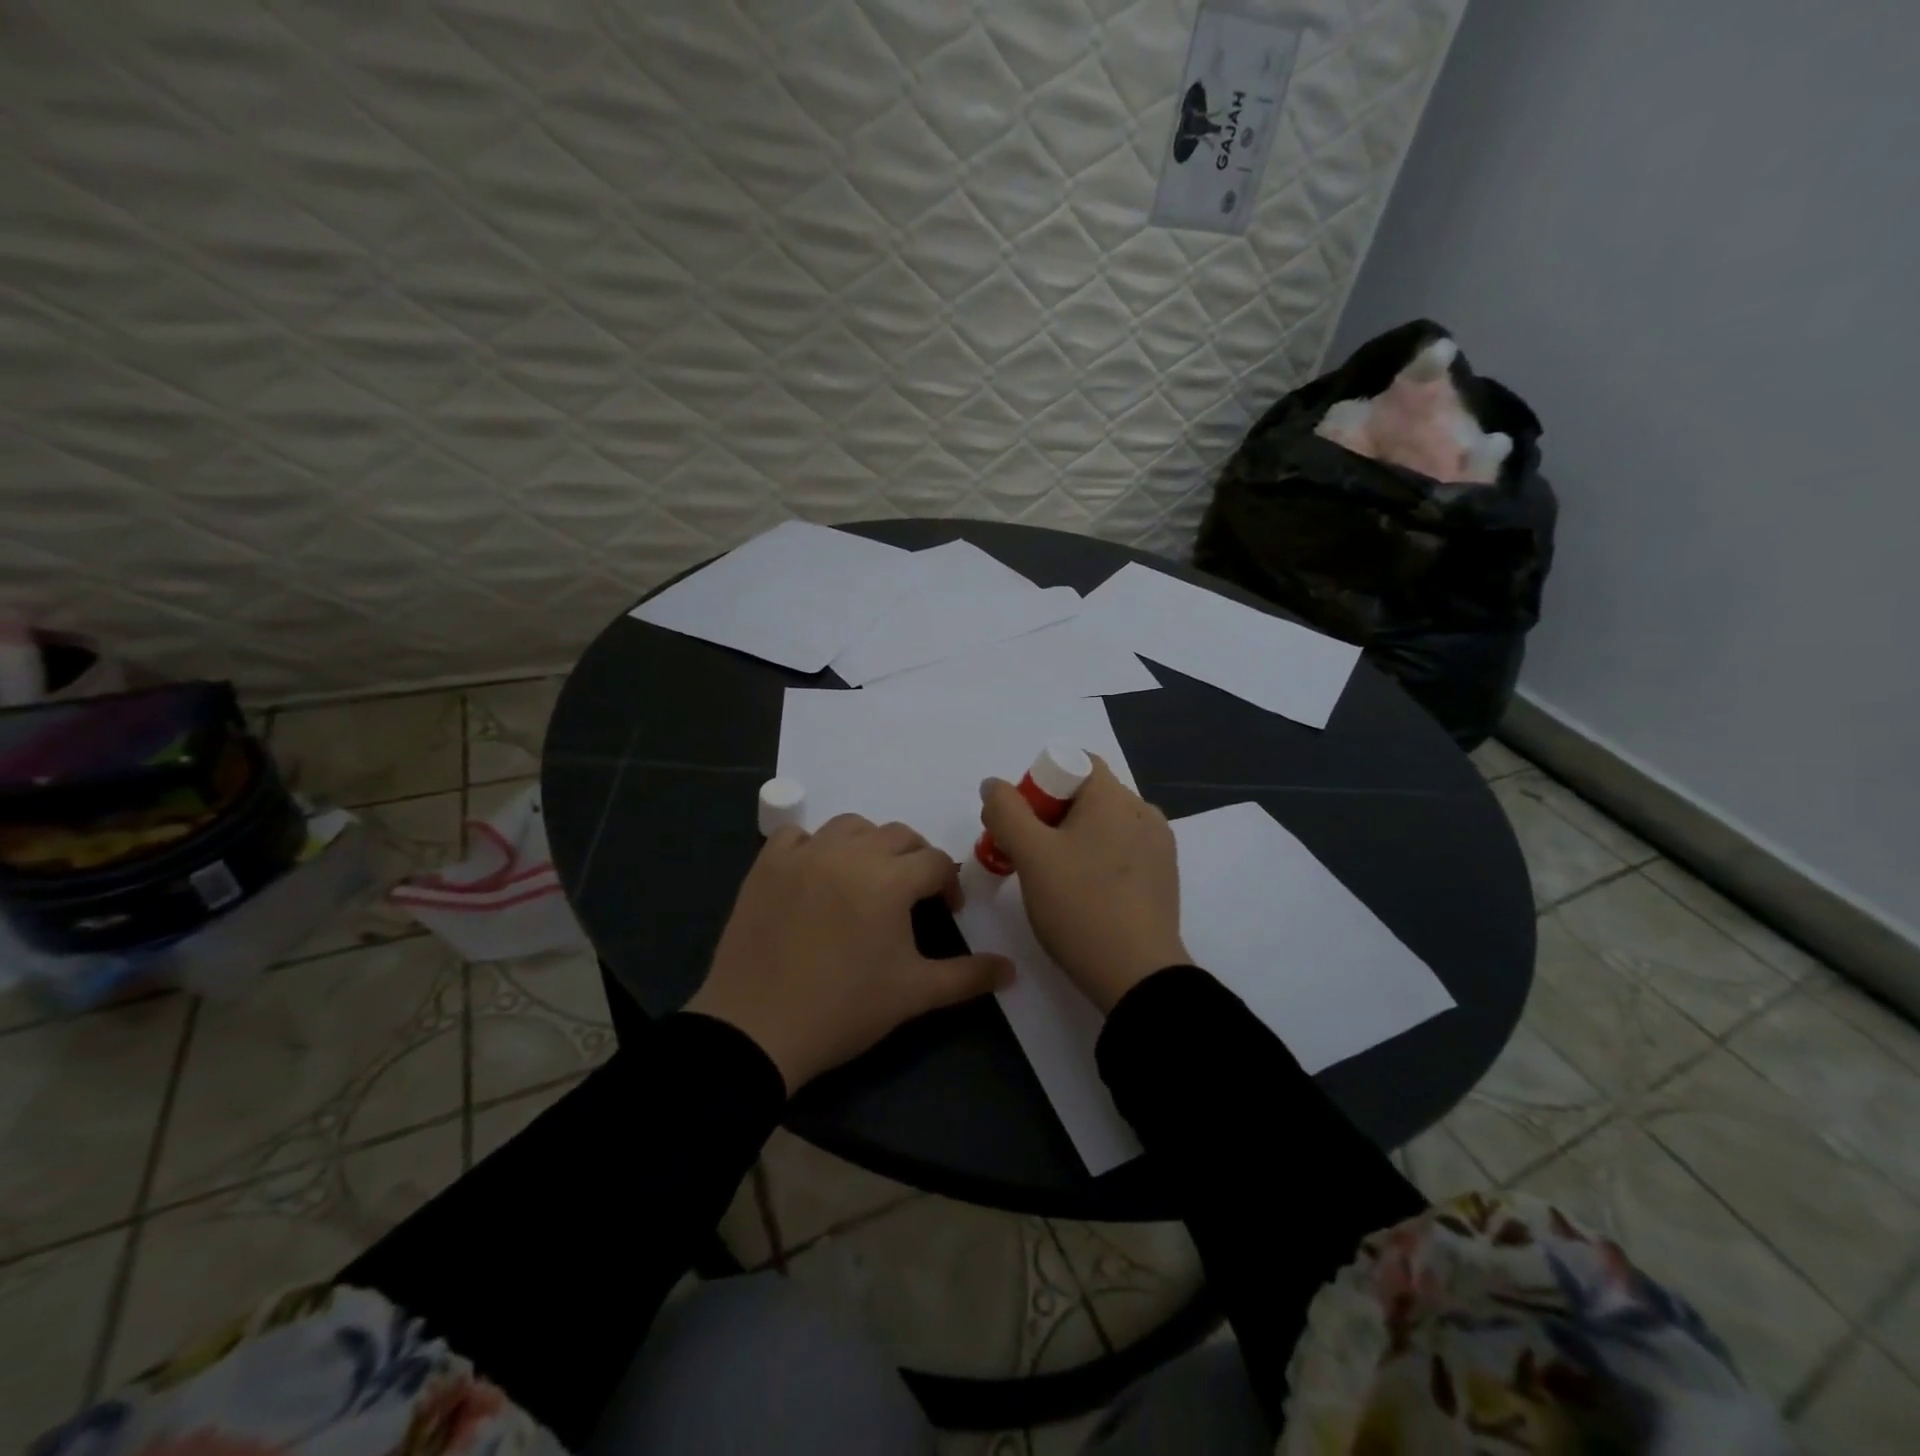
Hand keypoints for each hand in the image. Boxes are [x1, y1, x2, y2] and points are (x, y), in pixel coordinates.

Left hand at [687, 815, 1013, 1091]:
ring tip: (867, 878)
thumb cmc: (844, 1010)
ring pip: (851, 826)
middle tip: (912, 895)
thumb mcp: (914, 994)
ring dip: (870, 844)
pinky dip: (814, 844)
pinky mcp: (767, 865)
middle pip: (899, 835)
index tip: (946, 912)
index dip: (949, 884)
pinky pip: (798, 835)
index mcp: (889, 880)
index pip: (935, 862)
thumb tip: (1012, 969)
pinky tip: (817, 873)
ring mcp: (804, 854)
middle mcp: (849, 853)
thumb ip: (968, 976)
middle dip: (915, 859)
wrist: (756, 1029)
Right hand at [980, 758, 1188, 1012]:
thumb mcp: (1031, 855)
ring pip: (1103, 827)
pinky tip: (1081, 896)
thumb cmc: (1080, 905)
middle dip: (1050, 817)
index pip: (1074, 763)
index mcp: (1115, 797)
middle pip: (1087, 796)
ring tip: (1051, 880)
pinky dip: (1096, 862)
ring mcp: (1159, 847)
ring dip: (1072, 841)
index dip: (1040, 784)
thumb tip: (994, 785)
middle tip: (1025, 855)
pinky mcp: (1164, 879)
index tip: (1021, 823)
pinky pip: (1122, 853)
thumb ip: (1006, 811)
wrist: (1138, 977)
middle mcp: (1143, 812)